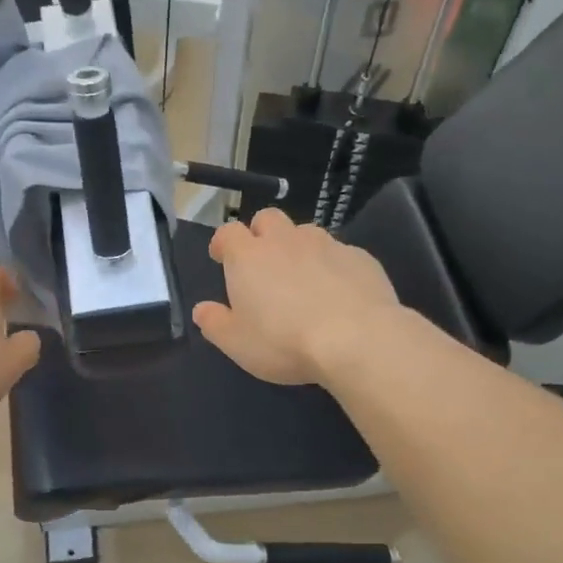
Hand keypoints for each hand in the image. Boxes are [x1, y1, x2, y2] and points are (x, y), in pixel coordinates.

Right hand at [192, 209, 401, 385]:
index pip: (228, 232)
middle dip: (261, 234)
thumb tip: (202, 310)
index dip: (223, 243)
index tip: (221, 258)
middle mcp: (285, 240)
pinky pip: (339, 253)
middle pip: (268, 219)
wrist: (357, 339)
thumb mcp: (237, 343)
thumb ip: (215, 323)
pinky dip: (332, 266)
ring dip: (298, 248)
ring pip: (305, 233)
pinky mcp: (360, 257)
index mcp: (248, 257)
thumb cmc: (284, 342)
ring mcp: (326, 245)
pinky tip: (338, 293)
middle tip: (262, 263)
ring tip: (302, 279)